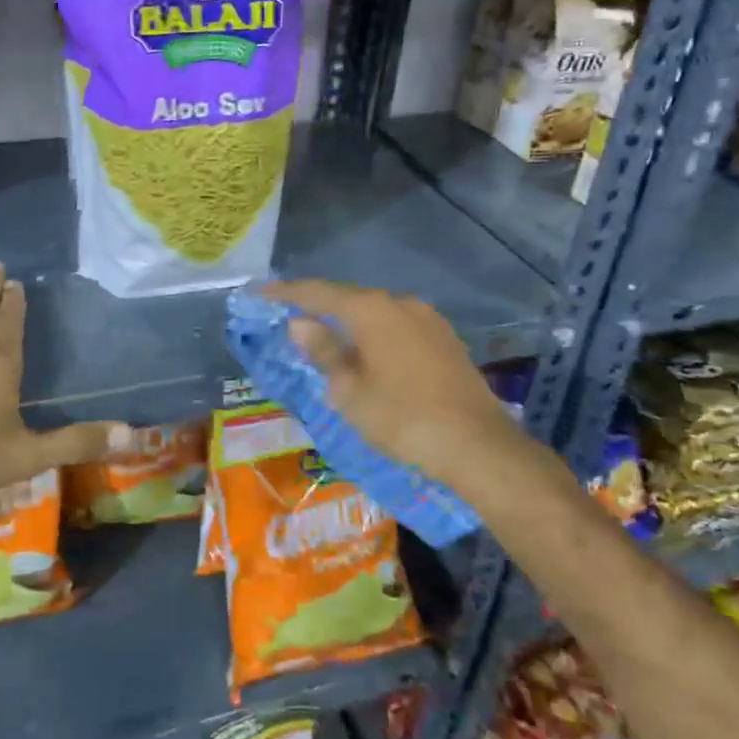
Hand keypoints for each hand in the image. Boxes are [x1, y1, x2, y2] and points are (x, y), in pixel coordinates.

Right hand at [263, 280, 546, 499]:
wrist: (478, 445)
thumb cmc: (403, 418)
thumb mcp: (350, 391)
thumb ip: (324, 352)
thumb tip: (302, 323)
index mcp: (372, 310)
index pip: (319, 293)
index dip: (286, 293)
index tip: (260, 293)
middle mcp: (401, 303)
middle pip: (349, 298)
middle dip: (319, 306)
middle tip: (291, 315)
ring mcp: (428, 319)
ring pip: (376, 313)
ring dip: (349, 322)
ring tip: (327, 336)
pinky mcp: (445, 339)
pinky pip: (398, 327)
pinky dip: (375, 334)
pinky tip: (368, 352)